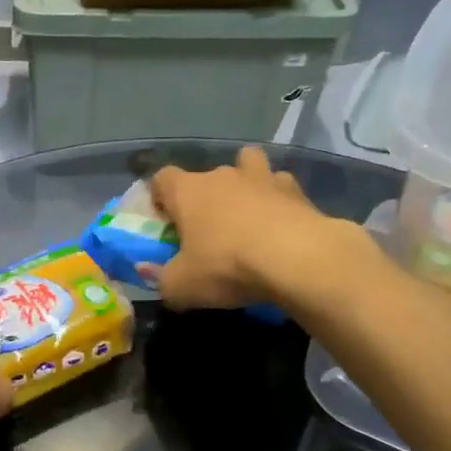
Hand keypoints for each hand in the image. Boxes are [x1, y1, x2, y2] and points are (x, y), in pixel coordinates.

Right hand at [150, 147, 364, 310]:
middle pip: (207, 175)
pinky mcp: (296, 190)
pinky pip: (282, 186)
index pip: (162, 178)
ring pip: (248, 164)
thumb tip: (154, 275)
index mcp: (188, 191)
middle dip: (205, 197)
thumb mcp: (182, 286)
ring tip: (250, 212)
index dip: (161, 197)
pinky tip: (282, 223)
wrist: (295, 257)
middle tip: (209, 230)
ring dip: (246, 183)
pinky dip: (279, 200)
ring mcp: (262, 178)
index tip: (166, 220)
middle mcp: (222, 175)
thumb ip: (162, 280)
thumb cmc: (227, 266)